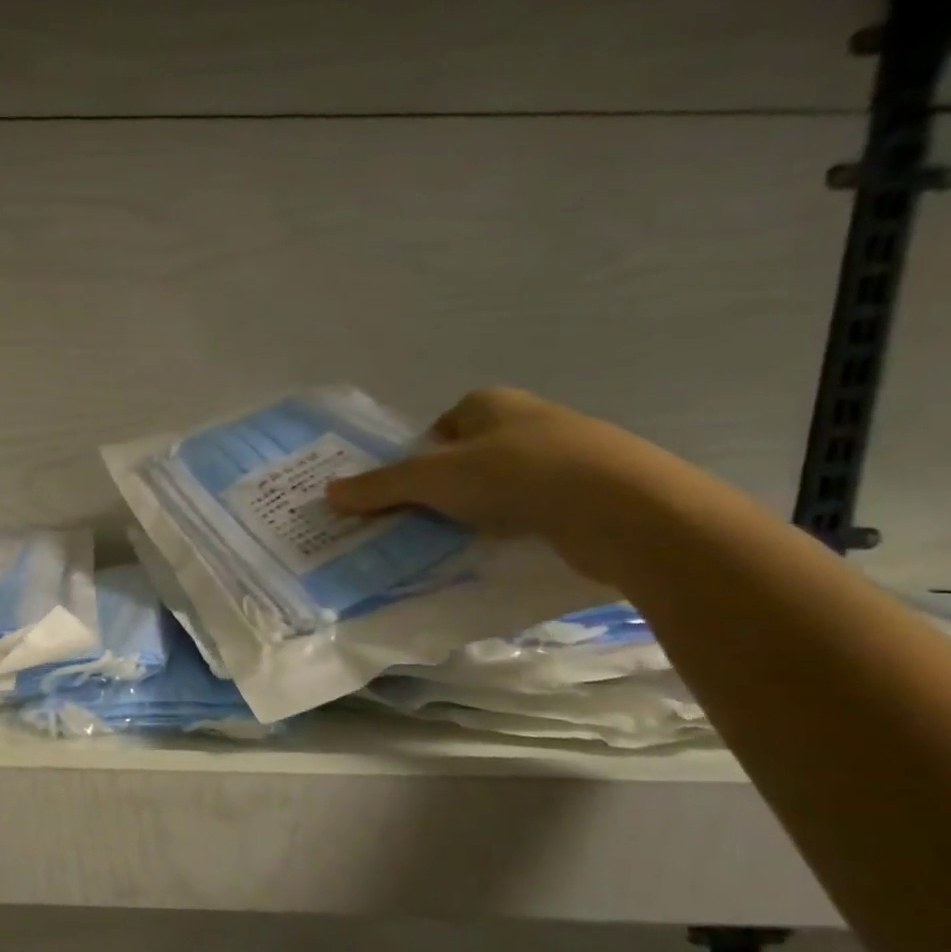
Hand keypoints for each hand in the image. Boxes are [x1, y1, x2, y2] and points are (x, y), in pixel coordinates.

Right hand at [324, 387, 701, 579]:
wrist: (622, 508)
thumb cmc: (516, 475)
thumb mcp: (432, 479)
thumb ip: (380, 486)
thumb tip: (329, 492)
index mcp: (491, 402)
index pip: (441, 426)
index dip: (419, 459)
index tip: (408, 493)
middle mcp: (528, 420)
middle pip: (468, 457)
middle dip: (444, 488)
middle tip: (421, 521)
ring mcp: (565, 455)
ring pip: (502, 484)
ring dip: (479, 510)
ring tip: (460, 540)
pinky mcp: (590, 492)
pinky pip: (534, 508)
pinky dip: (515, 527)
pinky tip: (505, 549)